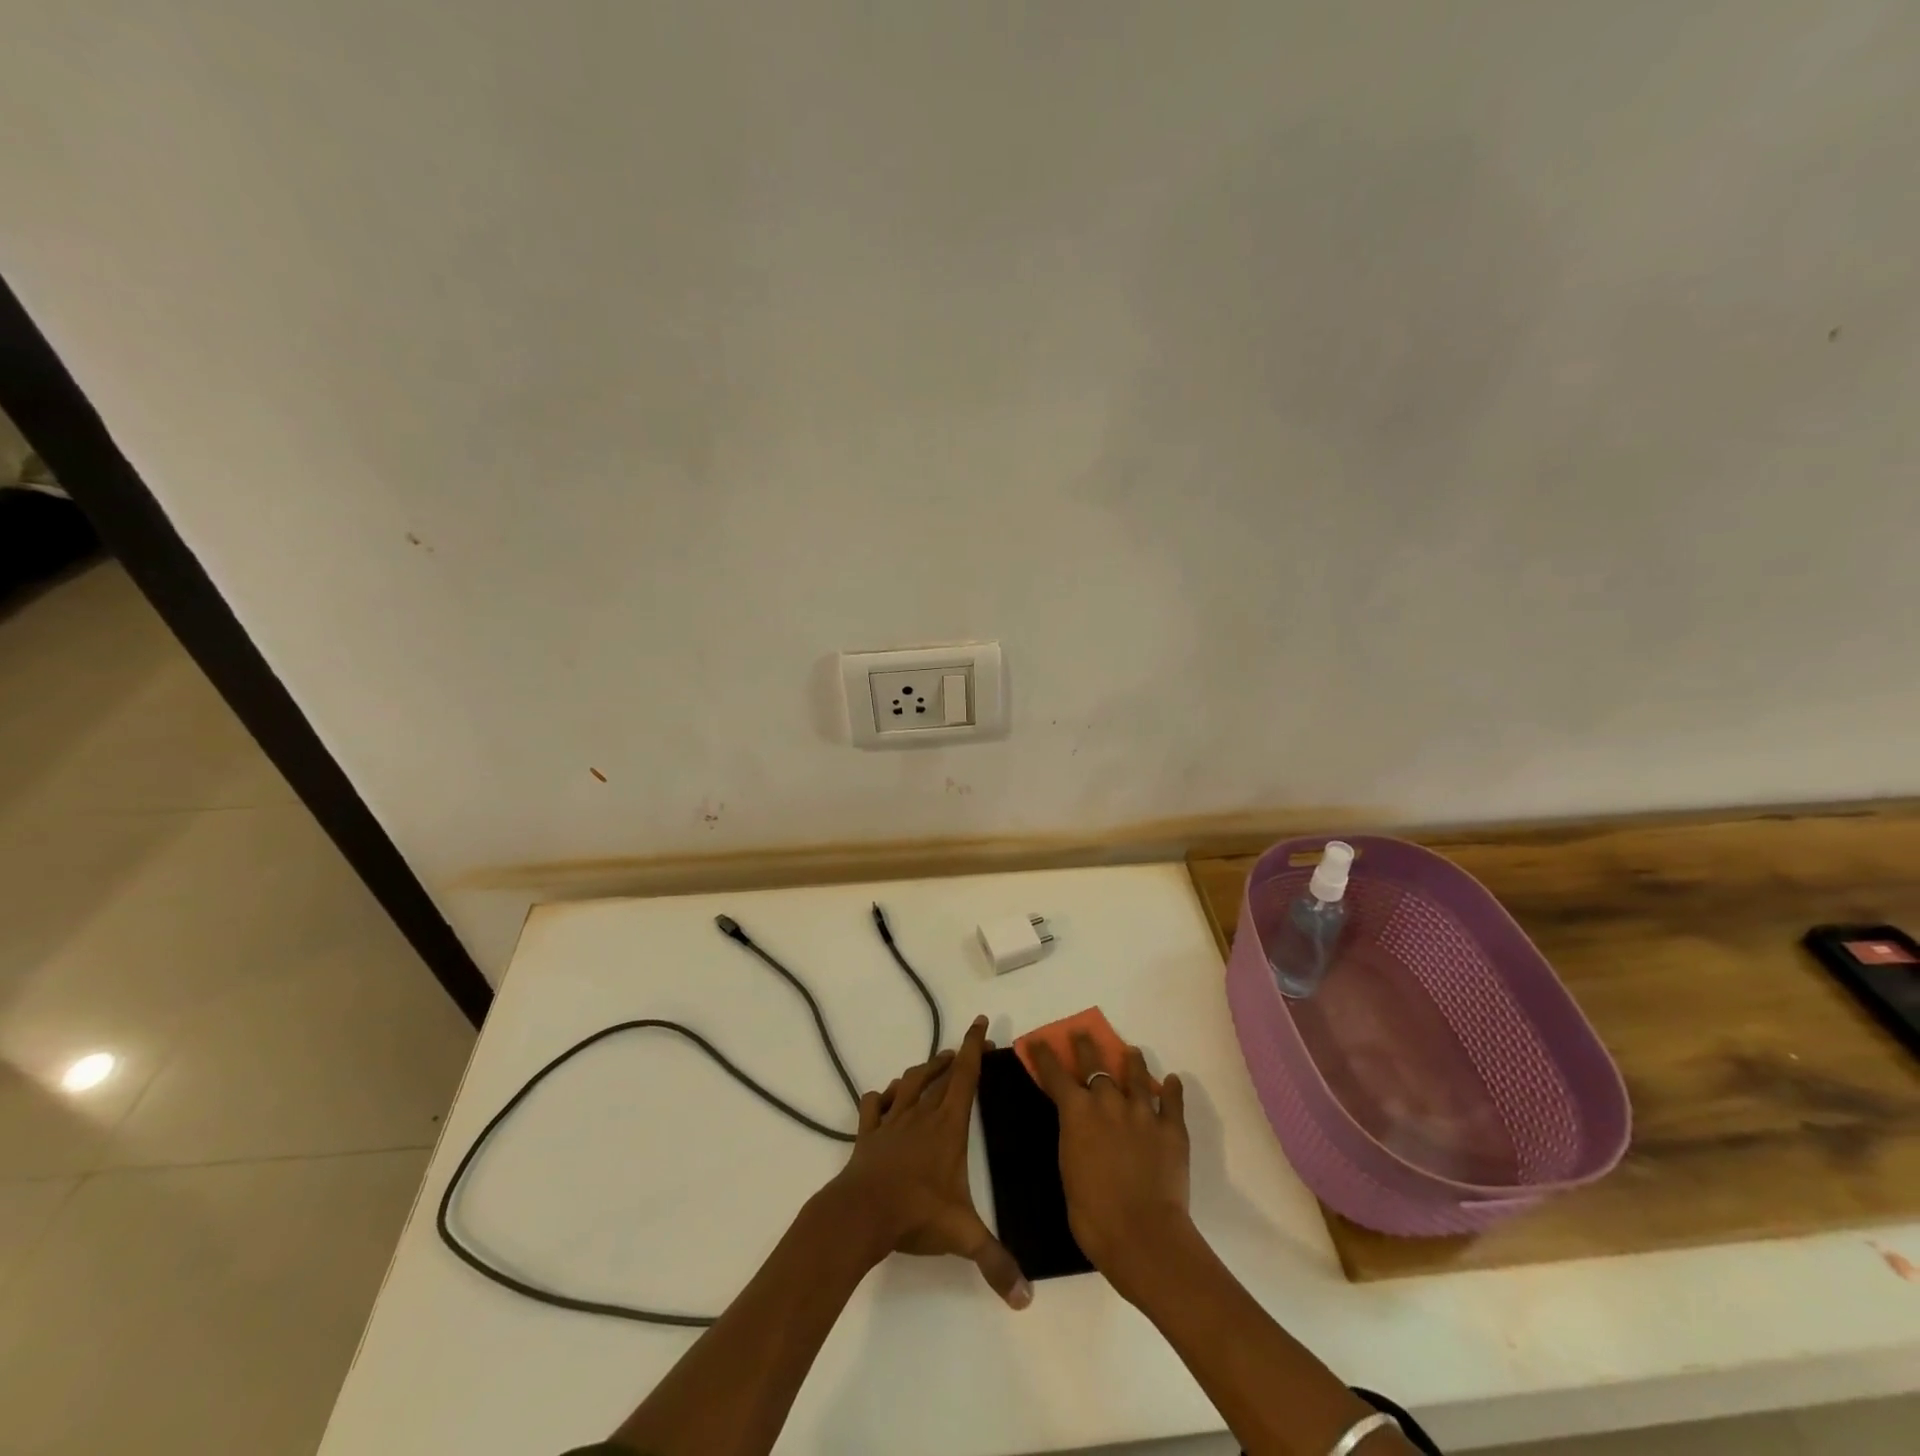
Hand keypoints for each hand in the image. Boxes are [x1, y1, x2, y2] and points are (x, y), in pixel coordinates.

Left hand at [822, 1015, 1030, 1309]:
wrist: (860, 1213)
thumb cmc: (915, 1213)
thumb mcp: (962, 1235)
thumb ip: (995, 1262)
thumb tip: (1026, 1299)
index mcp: (947, 1125)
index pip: (966, 1076)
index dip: (975, 1047)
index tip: (981, 1021)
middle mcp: (921, 1113)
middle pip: (940, 1073)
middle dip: (957, 1056)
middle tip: (969, 1049)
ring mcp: (892, 1120)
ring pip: (909, 1081)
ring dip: (924, 1070)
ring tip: (935, 1065)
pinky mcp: (868, 1133)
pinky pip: (874, 1105)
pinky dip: (881, 1097)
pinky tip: (885, 1098)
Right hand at [1029, 1034, 1192, 1303]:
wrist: (1143, 1235)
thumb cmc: (1093, 1215)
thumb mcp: (1068, 1170)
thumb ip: (1074, 1139)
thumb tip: (1079, 1129)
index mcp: (1077, 1112)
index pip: (1056, 1074)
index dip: (1045, 1055)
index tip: (1039, 1040)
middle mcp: (1109, 1102)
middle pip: (1095, 1063)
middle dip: (1086, 1045)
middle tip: (1083, 1033)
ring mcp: (1143, 1112)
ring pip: (1137, 1074)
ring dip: (1132, 1061)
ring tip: (1132, 1052)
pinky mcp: (1172, 1128)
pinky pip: (1173, 1101)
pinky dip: (1172, 1089)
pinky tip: (1173, 1081)